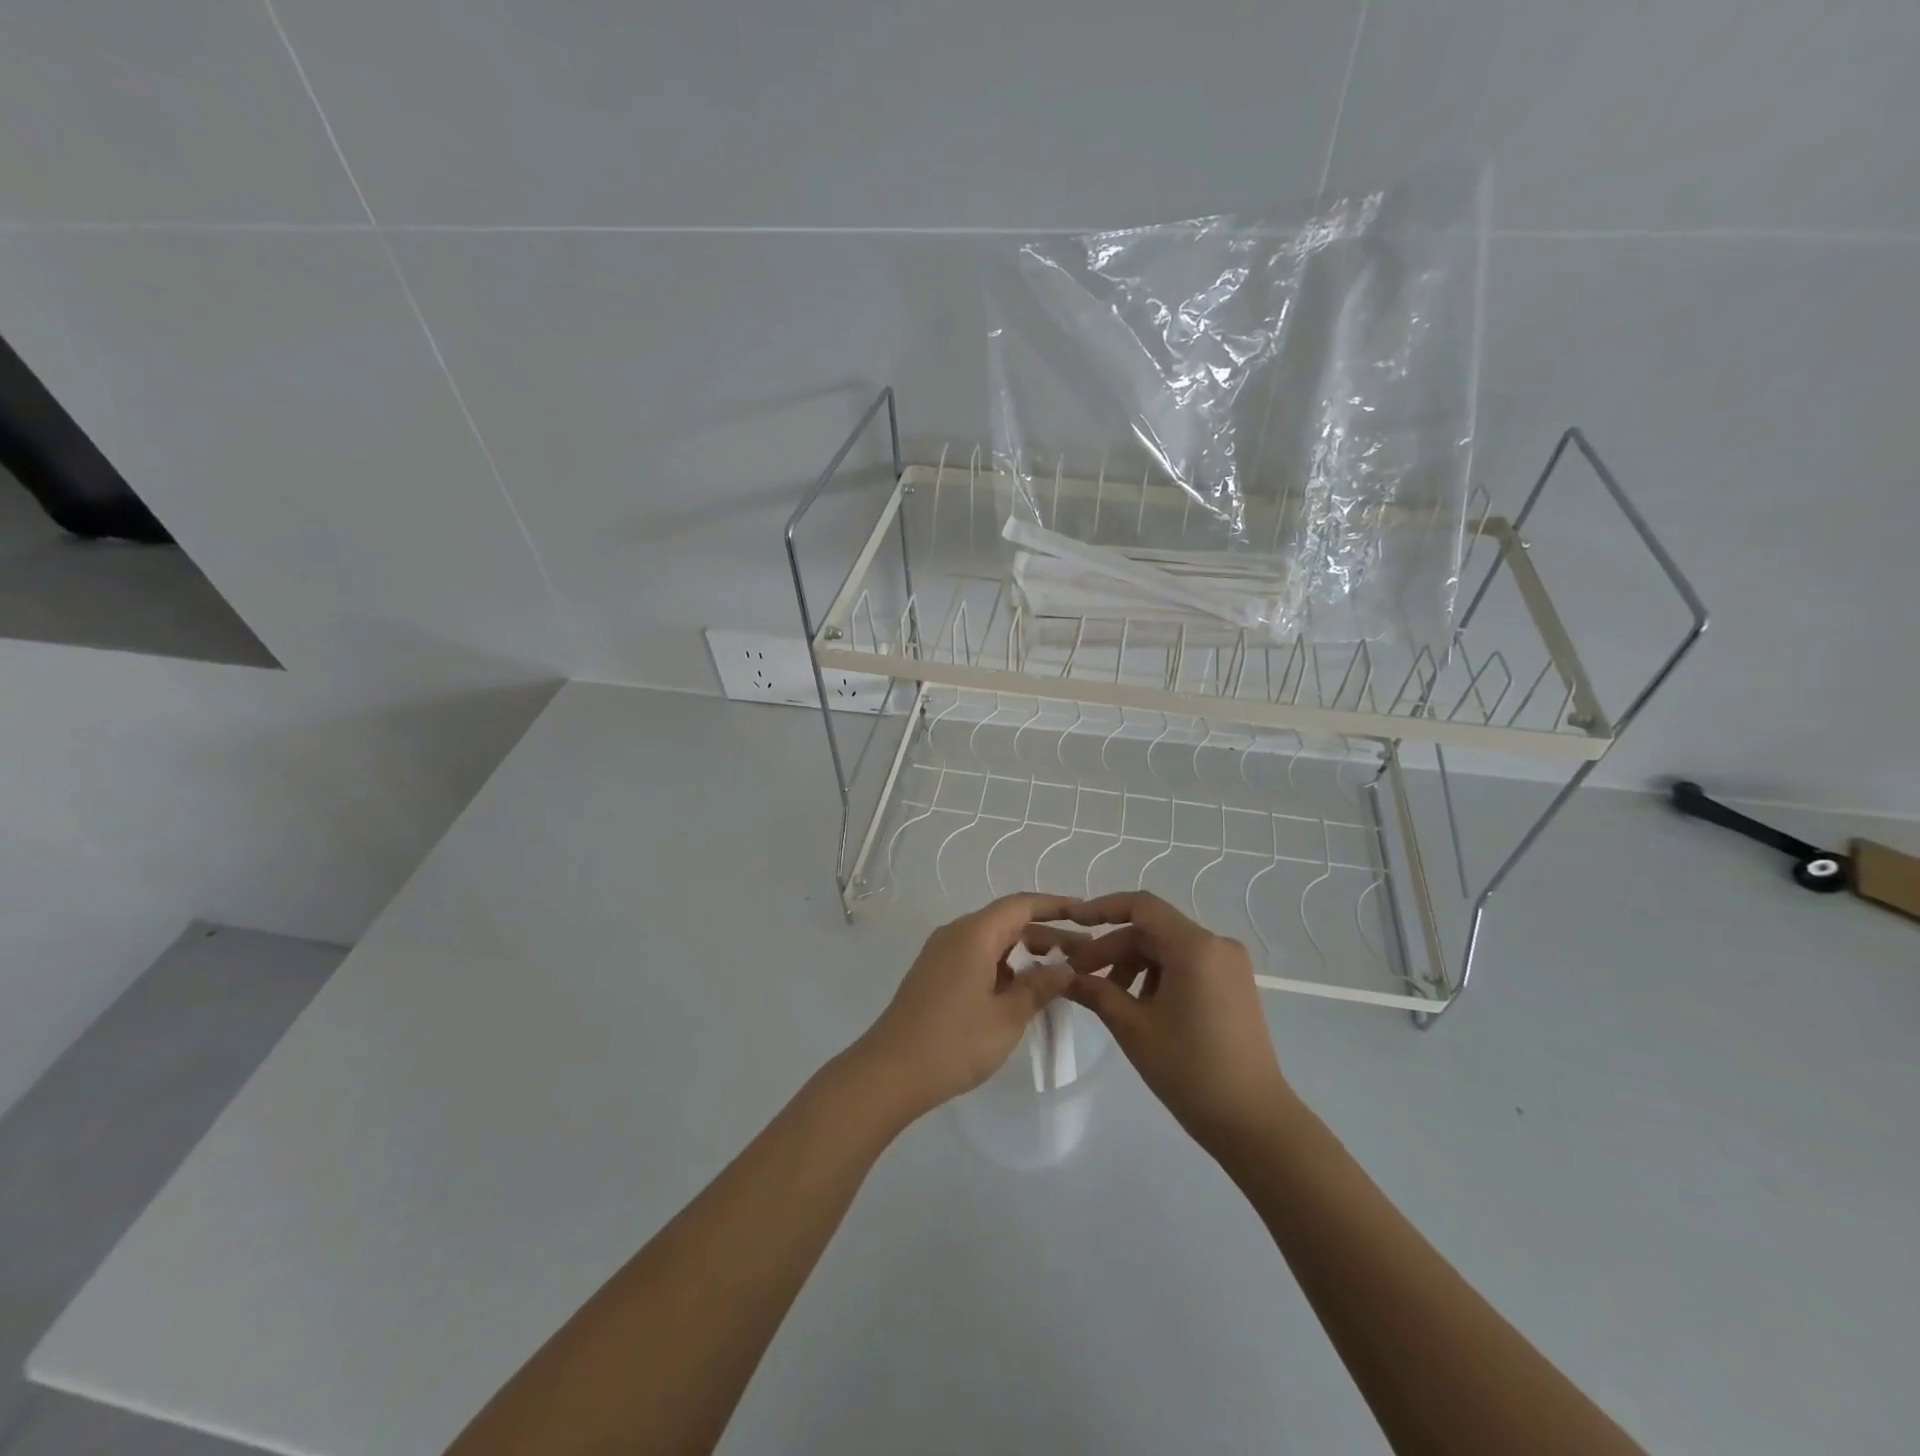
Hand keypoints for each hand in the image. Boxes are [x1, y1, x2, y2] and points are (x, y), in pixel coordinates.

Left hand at [852, 894, 1078, 1121]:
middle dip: (1047, 935)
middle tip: (1085, 954)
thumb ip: (1039, 987)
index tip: (1085, 913)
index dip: (1055, 906)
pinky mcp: (934, 974)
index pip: (1021, 905)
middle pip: (1008, 922)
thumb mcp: (1007, 1017)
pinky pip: (977, 957)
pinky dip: (1004, 966)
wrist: (890, 1072)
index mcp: (974, 933)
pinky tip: (1022, 990)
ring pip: (993, 941)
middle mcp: (956, 934)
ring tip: (1060, 973)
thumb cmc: (954, 1042)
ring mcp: (941, 954)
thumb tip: (1066, 968)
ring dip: (1026, 953)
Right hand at [1032, 892, 1292, 1153]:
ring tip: (1109, 997)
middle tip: (1079, 975)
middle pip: (1152, 930)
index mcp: (1195, 946)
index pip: (1141, 906)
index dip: (1102, 908)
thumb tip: (1063, 975)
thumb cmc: (1190, 1070)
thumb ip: (1095, 991)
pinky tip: (1140, 1006)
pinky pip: (1187, 964)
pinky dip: (1158, 975)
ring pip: (1168, 948)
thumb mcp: (1133, 1028)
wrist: (1254, 1123)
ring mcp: (1229, 965)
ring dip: (1134, 964)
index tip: (1072, 922)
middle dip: (1113, 948)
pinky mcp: (1235, 985)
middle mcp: (1216, 944)